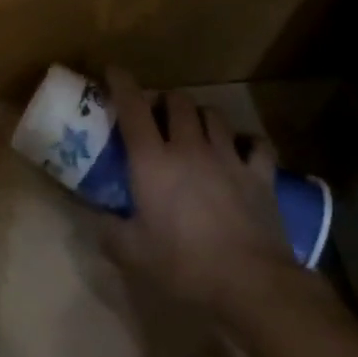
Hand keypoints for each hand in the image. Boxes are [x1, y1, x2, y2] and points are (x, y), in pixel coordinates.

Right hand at [100, 66, 296, 318]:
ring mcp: (229, 159)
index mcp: (152, 161)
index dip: (121, 84)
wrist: (252, 285)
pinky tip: (241, 149)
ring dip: (199, 116)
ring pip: (214, 116)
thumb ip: (108, 230)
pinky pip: (256, 144)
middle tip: (156, 115)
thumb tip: (96, 218)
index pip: (133, 108)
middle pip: (178, 102)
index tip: (112, 71)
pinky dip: (246, 141)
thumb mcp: (131, 253)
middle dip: (164, 101)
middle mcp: (189, 148)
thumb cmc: (183, 265)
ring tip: (194, 129)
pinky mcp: (261, 176)